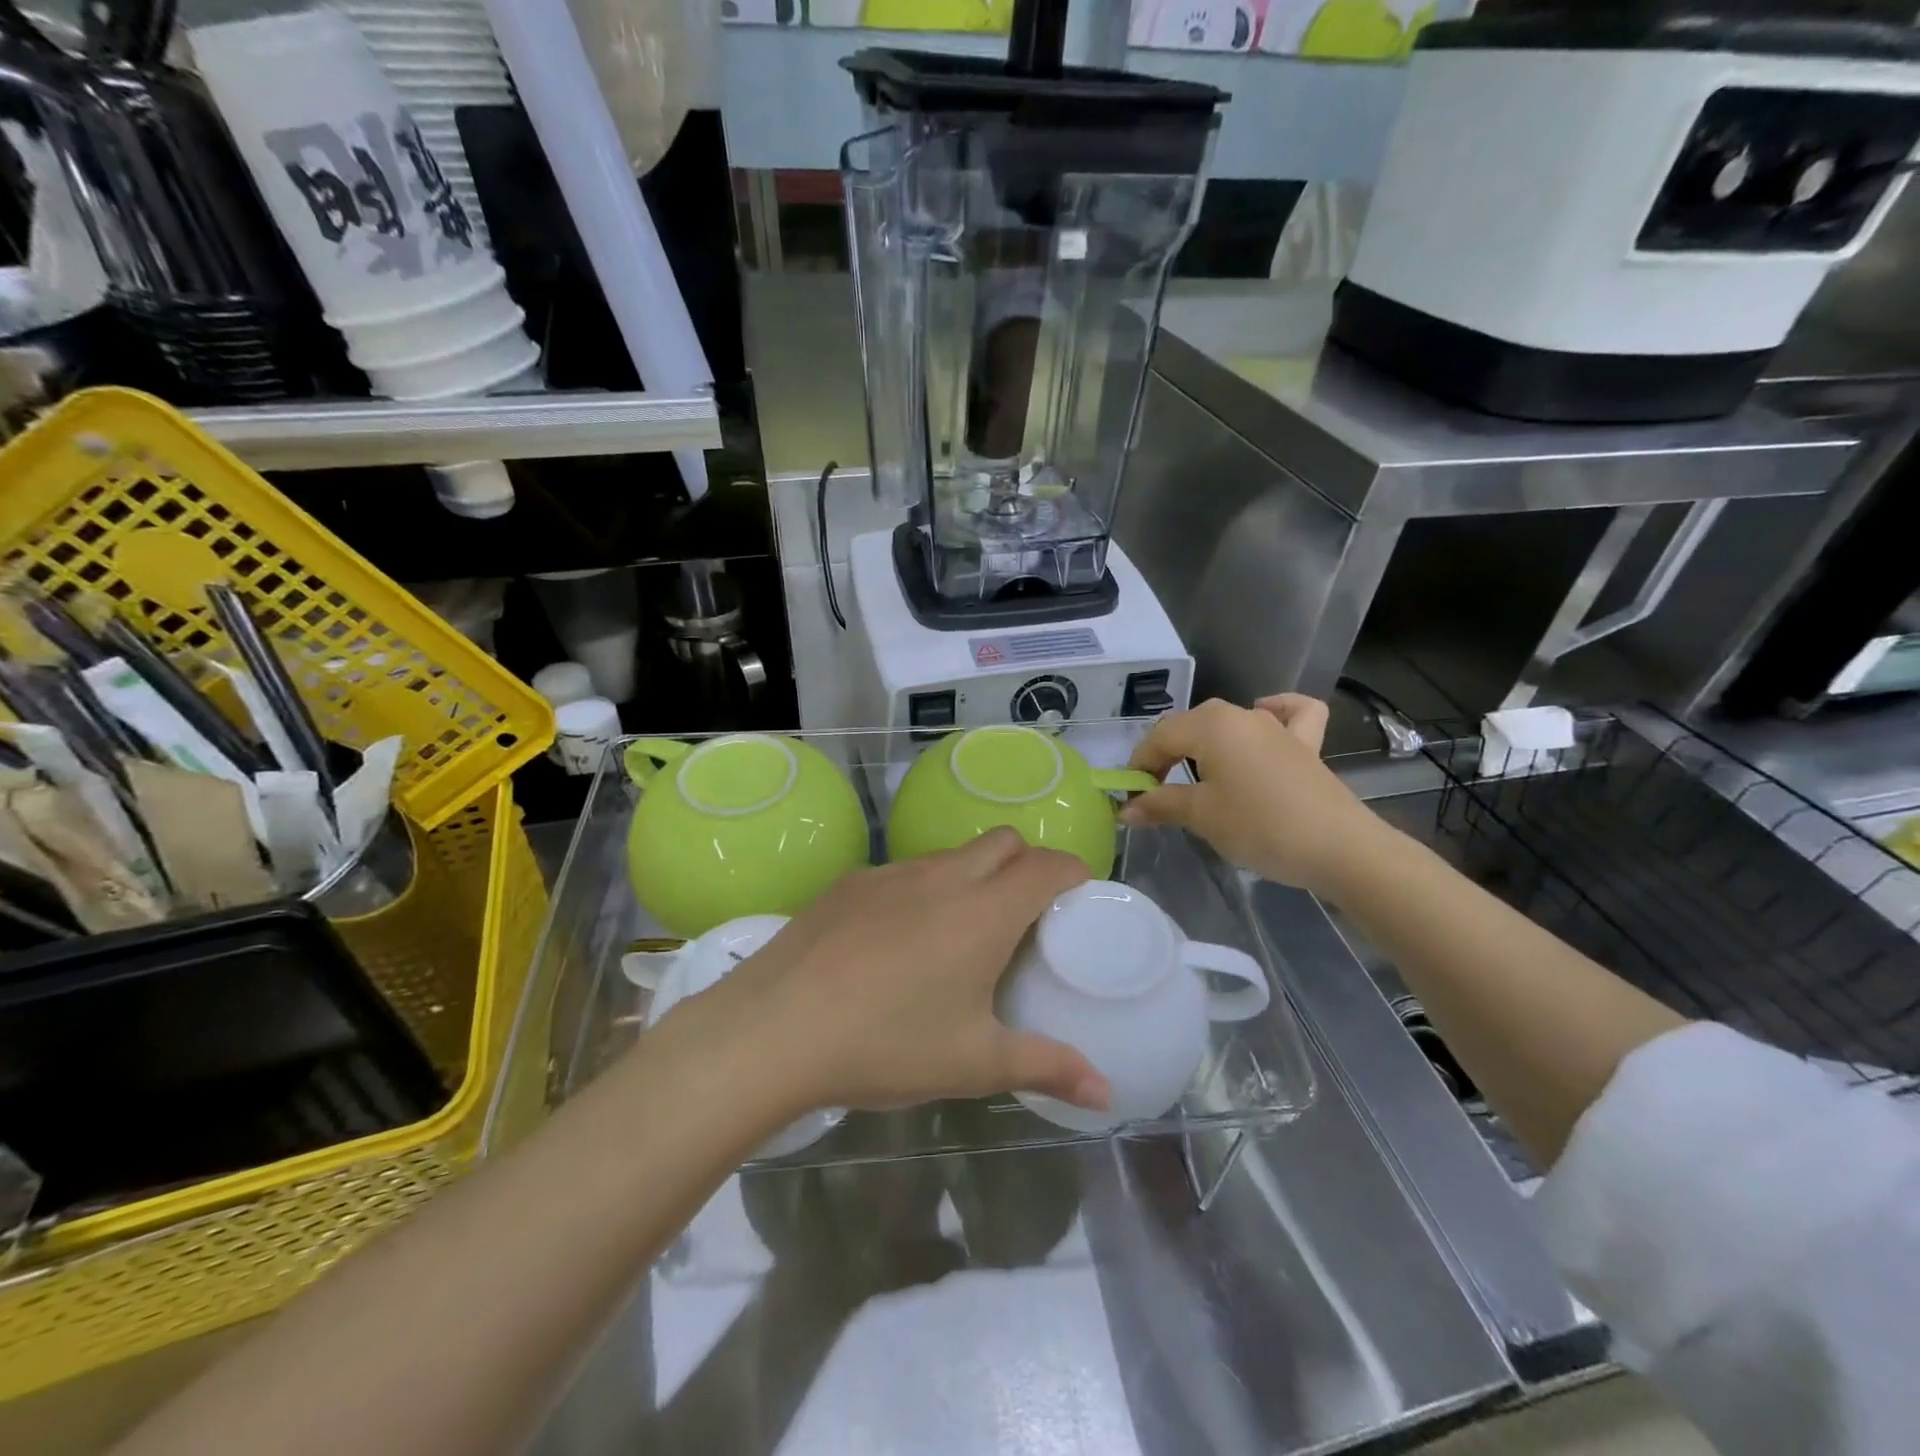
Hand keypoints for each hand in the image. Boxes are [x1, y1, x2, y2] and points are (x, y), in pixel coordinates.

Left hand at [684, 829, 1110, 1117]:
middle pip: (1004, 842)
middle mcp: (942, 876)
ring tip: (961, 932)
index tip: (1080, 901)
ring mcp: (889, 873)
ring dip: (973, 876)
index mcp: (983, 912)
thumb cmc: (885, 1045)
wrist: (771, 1029)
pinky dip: (923, 890)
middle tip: (1025, 920)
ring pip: (951, 854)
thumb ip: (1046, 1067)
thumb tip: (1107, 1092)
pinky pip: (904, 870)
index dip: (1073, 874)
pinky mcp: (849, 883)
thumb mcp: (972, 1063)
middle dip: (1027, 866)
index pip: (1048, 866)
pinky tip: (898, 941)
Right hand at [1120, 694, 1390, 894]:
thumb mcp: (1201, 816)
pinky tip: (1266, 717)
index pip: (1159, 737)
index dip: (1139, 766)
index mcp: (1210, 725)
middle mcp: (1241, 714)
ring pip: (1228, 722)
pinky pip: (1289, 715)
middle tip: (1157, 794)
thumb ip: (1160, 805)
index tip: (1131, 798)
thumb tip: (1126, 809)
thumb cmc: (1259, 825)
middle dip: (1166, 756)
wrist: (1338, 847)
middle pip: (1189, 727)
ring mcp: (1277, 727)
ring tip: (1196, 775)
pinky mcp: (1306, 744)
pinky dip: (1276, 710)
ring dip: (1204, 744)